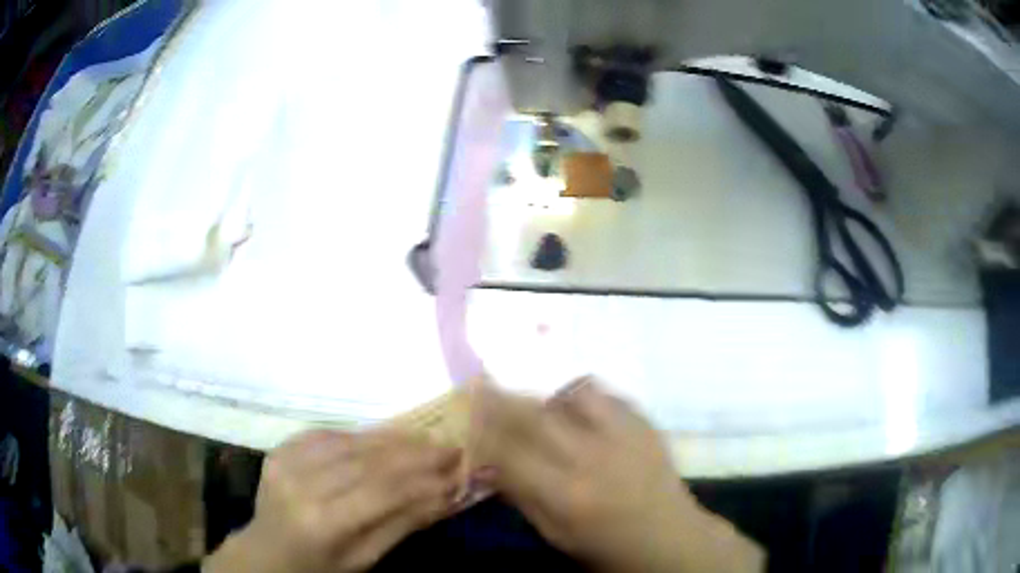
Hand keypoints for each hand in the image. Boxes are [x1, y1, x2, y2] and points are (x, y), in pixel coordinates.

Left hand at [205, 429, 461, 572]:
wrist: (266, 553)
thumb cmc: (320, 566)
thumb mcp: (365, 558)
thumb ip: (403, 524)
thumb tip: (446, 494)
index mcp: (324, 522)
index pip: (383, 490)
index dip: (424, 476)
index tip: (457, 464)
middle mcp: (302, 485)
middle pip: (368, 460)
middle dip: (413, 451)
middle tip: (447, 445)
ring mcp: (286, 462)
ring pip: (349, 441)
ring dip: (390, 438)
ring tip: (422, 438)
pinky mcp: (279, 450)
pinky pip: (326, 434)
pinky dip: (358, 435)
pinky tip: (380, 438)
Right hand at [471, 378, 763, 572]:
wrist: (667, 537)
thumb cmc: (605, 546)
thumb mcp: (555, 536)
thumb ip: (521, 497)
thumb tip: (489, 465)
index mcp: (565, 495)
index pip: (508, 453)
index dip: (482, 433)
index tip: (466, 419)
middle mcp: (592, 458)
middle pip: (535, 417)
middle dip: (502, 400)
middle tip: (483, 386)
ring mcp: (623, 436)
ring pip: (573, 395)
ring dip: (547, 396)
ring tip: (539, 405)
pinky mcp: (644, 424)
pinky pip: (607, 395)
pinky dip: (583, 398)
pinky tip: (577, 409)